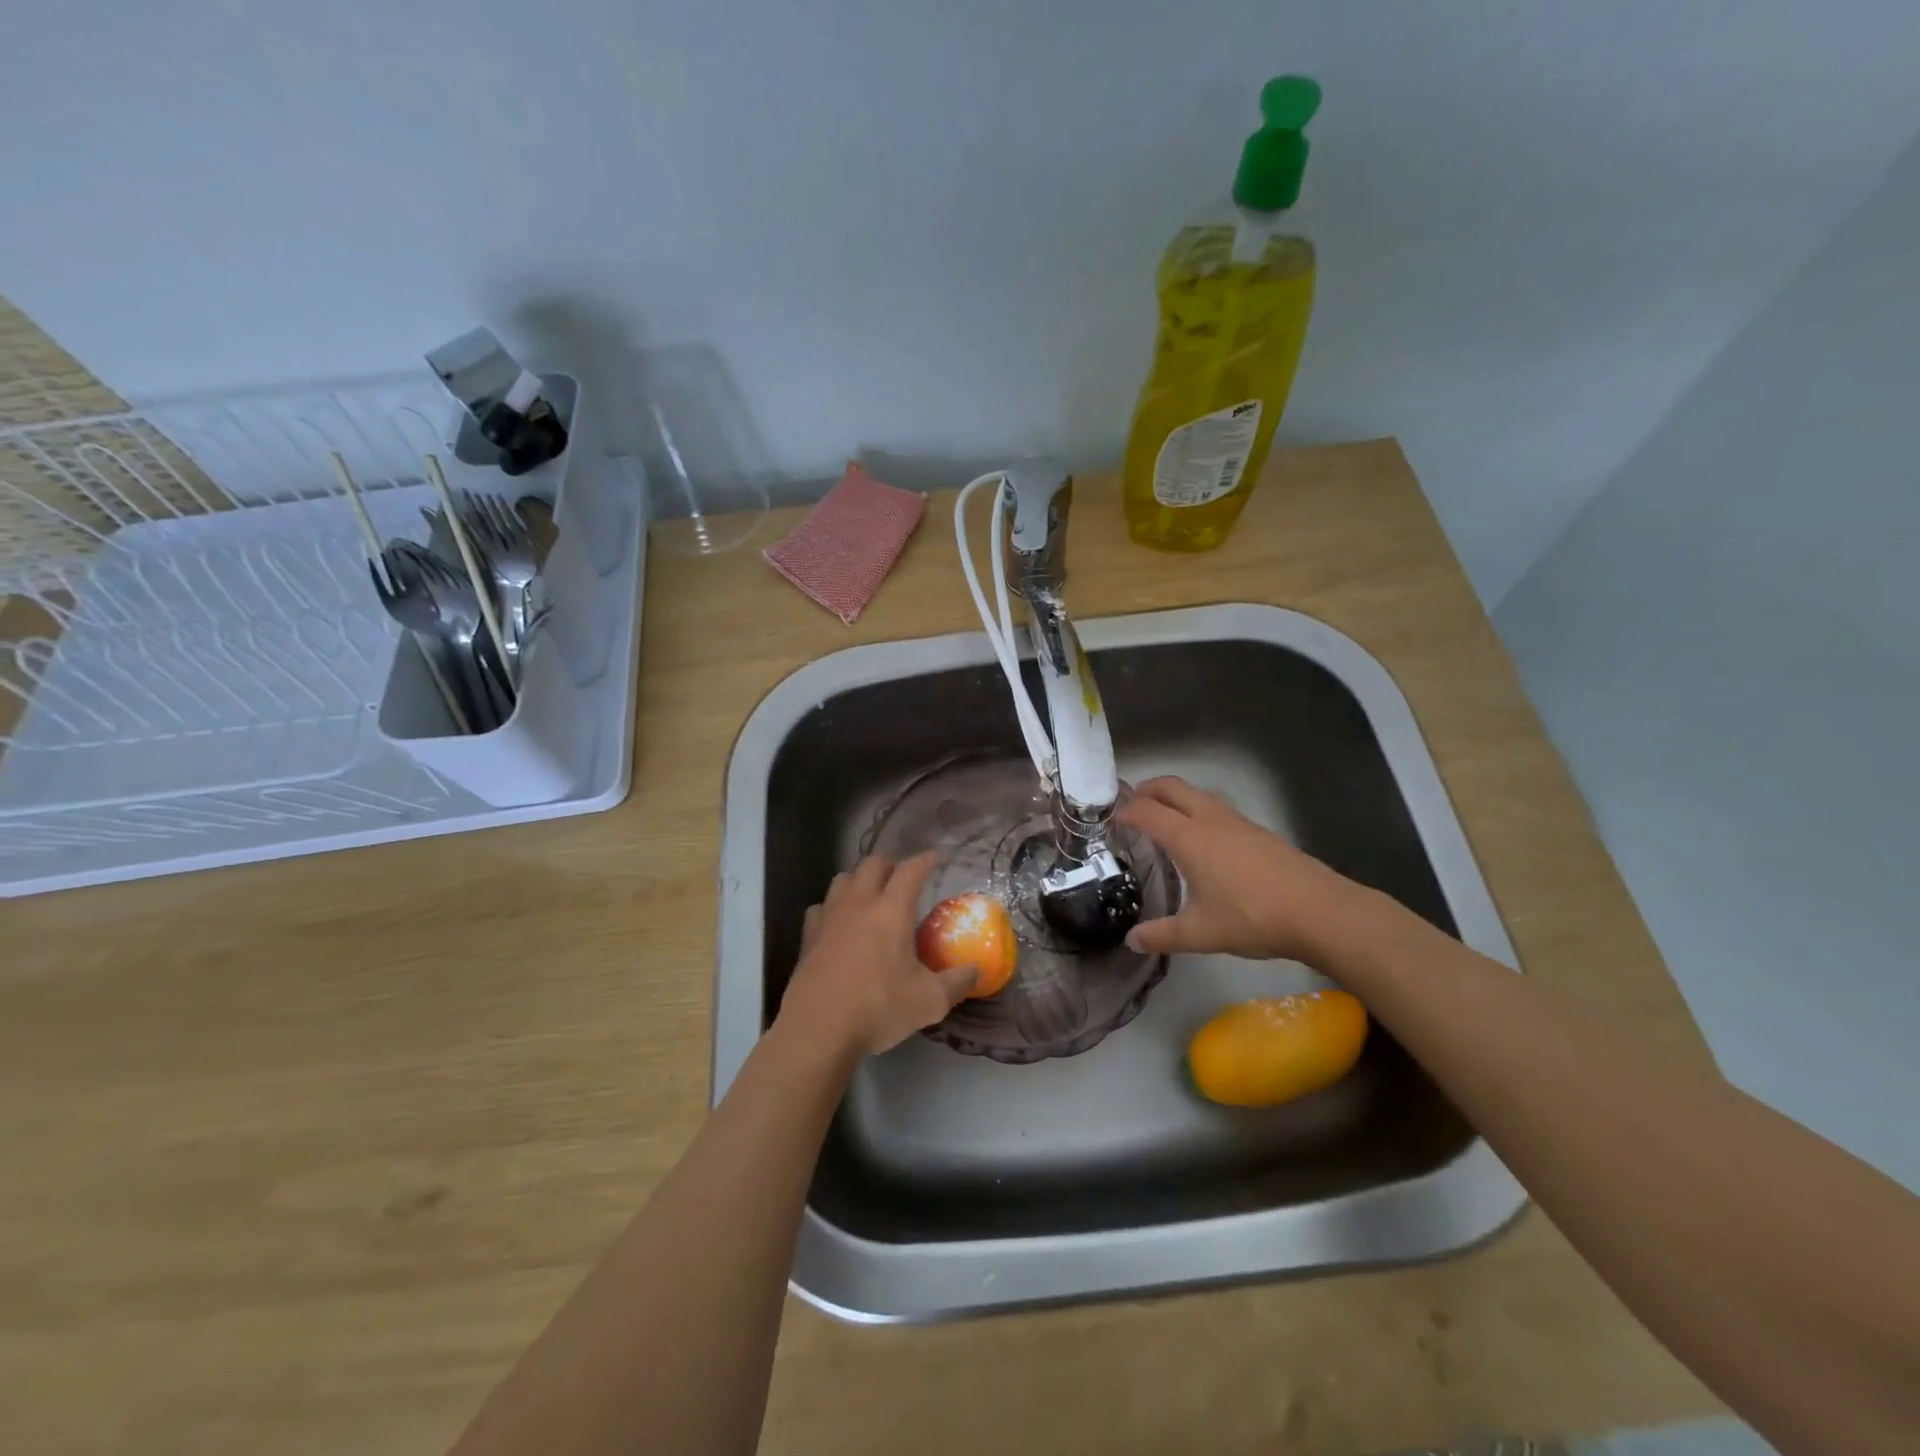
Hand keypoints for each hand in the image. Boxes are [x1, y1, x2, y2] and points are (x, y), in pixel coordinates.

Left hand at [777, 852, 977, 1057]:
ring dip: (860, 880)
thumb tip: (976, 971)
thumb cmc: (878, 1009)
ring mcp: (829, 917)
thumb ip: (957, 982)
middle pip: (872, 864)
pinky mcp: (809, 936)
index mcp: (891, 910)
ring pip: (843, 879)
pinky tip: (839, 923)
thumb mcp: (930, 1001)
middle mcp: (858, 904)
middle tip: (903, 878)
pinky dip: (833, 907)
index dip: (925, 860)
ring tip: (871, 895)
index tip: (935, 857)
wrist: (818, 1031)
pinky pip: (821, 907)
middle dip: (890, 864)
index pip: (910, 870)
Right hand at [1117, 776, 1365, 963]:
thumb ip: (1162, 935)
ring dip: (1177, 797)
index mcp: (1189, 837)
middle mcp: (1211, 820)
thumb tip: (1132, 942)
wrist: (1320, 912)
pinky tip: (1206, 841)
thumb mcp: (1201, 933)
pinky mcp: (1260, 832)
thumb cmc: (1252, 918)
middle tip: (1132, 804)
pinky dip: (1200, 811)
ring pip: (1199, 794)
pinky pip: (1220, 809)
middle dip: (1148, 789)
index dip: (1126, 811)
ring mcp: (1239, 822)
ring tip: (1166, 819)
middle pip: (1172, 787)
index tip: (1111, 819)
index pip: (1147, 811)